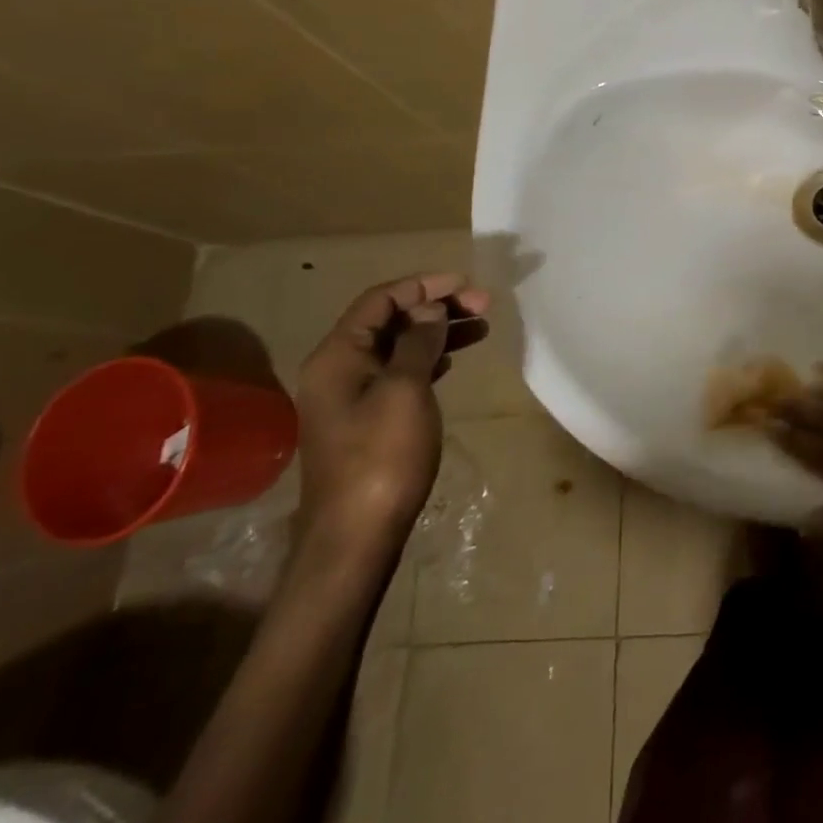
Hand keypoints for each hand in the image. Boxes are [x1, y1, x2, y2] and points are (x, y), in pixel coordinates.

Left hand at [294, 274, 487, 563]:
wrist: (355, 537)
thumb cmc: (381, 456)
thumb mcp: (405, 389)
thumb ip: (419, 342)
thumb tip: (430, 309)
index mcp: (337, 356)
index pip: (380, 300)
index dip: (424, 285)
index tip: (468, 284)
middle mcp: (338, 369)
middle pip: (390, 320)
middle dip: (436, 307)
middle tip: (484, 306)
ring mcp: (351, 396)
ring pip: (398, 346)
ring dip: (438, 332)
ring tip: (482, 328)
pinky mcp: (366, 420)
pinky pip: (399, 372)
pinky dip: (429, 359)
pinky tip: (454, 360)